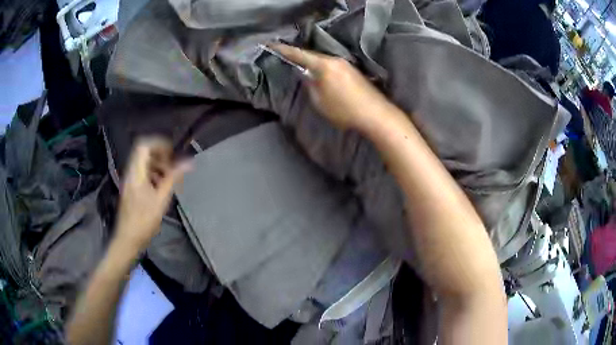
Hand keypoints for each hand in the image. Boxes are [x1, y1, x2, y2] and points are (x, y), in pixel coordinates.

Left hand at [115, 138, 190, 250]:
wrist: (127, 238)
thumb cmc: (144, 221)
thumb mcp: (161, 200)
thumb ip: (173, 178)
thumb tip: (188, 162)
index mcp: (136, 173)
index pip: (143, 145)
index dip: (158, 143)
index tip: (172, 153)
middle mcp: (130, 172)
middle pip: (143, 152)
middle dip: (160, 155)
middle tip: (172, 166)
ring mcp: (129, 180)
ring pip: (143, 162)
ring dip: (157, 165)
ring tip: (169, 178)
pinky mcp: (130, 187)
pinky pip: (142, 172)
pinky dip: (153, 173)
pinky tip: (161, 187)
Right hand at [270, 43, 391, 129]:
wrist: (375, 114)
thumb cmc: (344, 110)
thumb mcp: (320, 101)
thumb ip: (310, 85)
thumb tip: (306, 74)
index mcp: (324, 65)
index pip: (300, 54)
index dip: (284, 50)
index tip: (271, 45)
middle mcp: (335, 60)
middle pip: (313, 56)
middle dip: (299, 56)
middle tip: (287, 58)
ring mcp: (346, 64)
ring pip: (323, 60)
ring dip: (312, 63)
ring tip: (302, 67)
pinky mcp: (353, 71)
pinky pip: (332, 66)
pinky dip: (323, 68)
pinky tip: (321, 75)